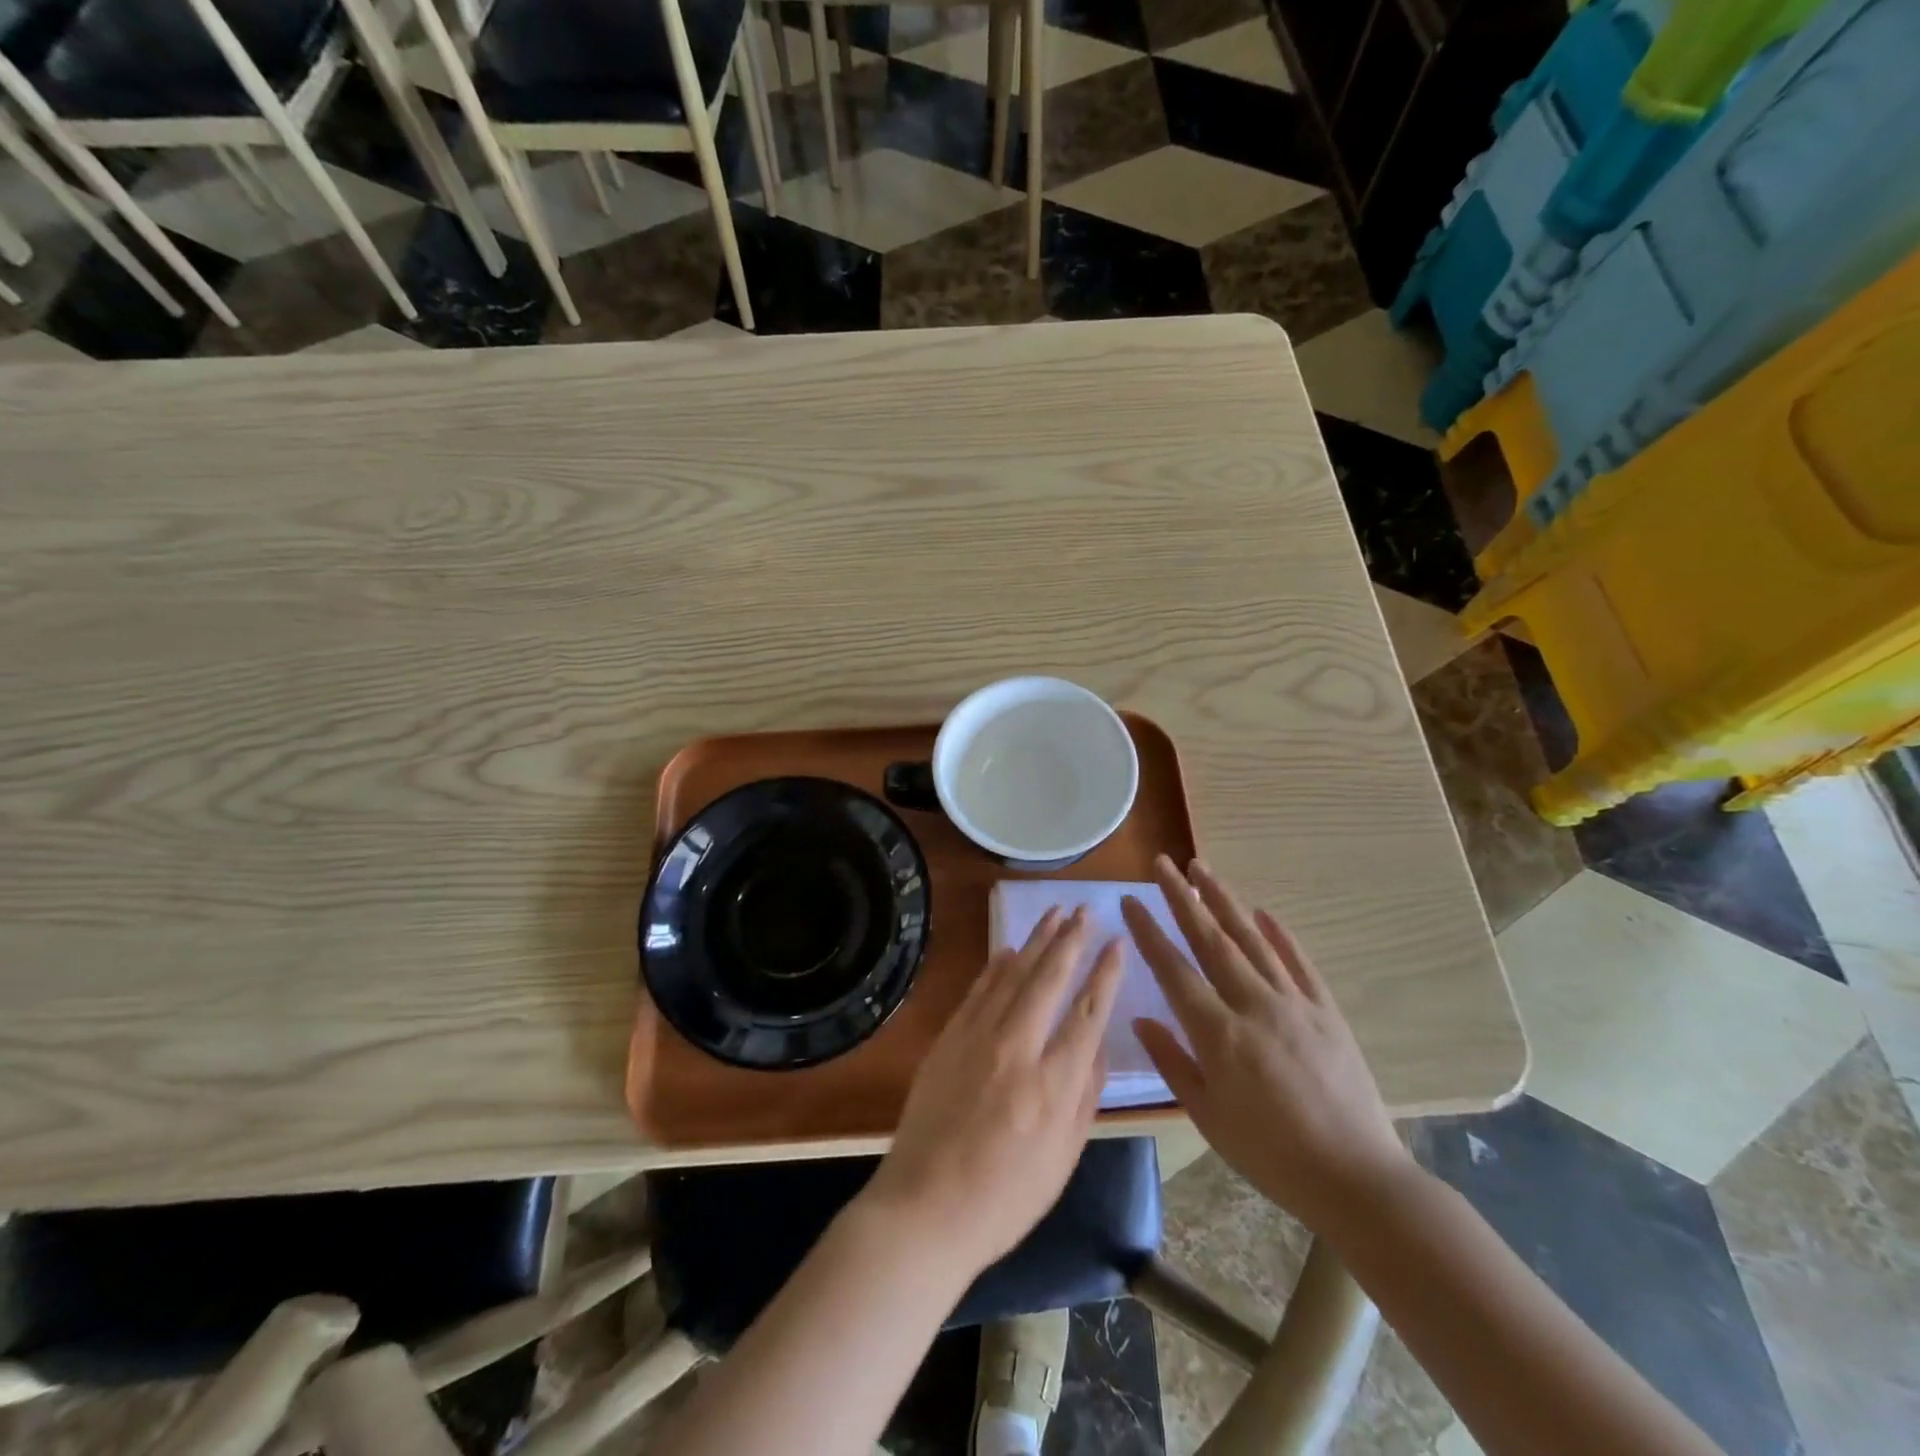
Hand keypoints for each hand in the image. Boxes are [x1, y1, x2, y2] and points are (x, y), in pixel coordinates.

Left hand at [861, 908, 1124, 1276]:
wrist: (926, 1207)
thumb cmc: (1006, 1197)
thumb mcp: (1064, 1158)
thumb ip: (1085, 1097)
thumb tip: (1098, 1047)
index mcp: (1054, 1084)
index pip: (1088, 1012)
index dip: (1105, 973)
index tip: (1117, 943)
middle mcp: (1018, 1049)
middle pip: (1050, 979)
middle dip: (1071, 939)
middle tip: (1086, 910)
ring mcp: (978, 1039)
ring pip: (1013, 975)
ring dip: (1036, 941)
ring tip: (1055, 913)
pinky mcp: (948, 1039)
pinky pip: (978, 991)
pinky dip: (996, 966)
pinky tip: (1010, 949)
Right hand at [1121, 857, 1414, 1231]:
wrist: (1356, 1178)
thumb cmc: (1270, 1155)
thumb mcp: (1208, 1117)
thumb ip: (1173, 1062)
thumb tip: (1142, 1019)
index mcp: (1218, 1034)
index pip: (1173, 969)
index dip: (1148, 932)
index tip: (1130, 900)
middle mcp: (1253, 1005)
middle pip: (1210, 939)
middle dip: (1182, 897)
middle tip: (1163, 863)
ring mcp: (1294, 1003)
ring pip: (1252, 939)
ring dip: (1224, 901)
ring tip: (1202, 869)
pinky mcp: (1326, 1011)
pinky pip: (1299, 962)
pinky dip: (1279, 934)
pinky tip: (1263, 912)